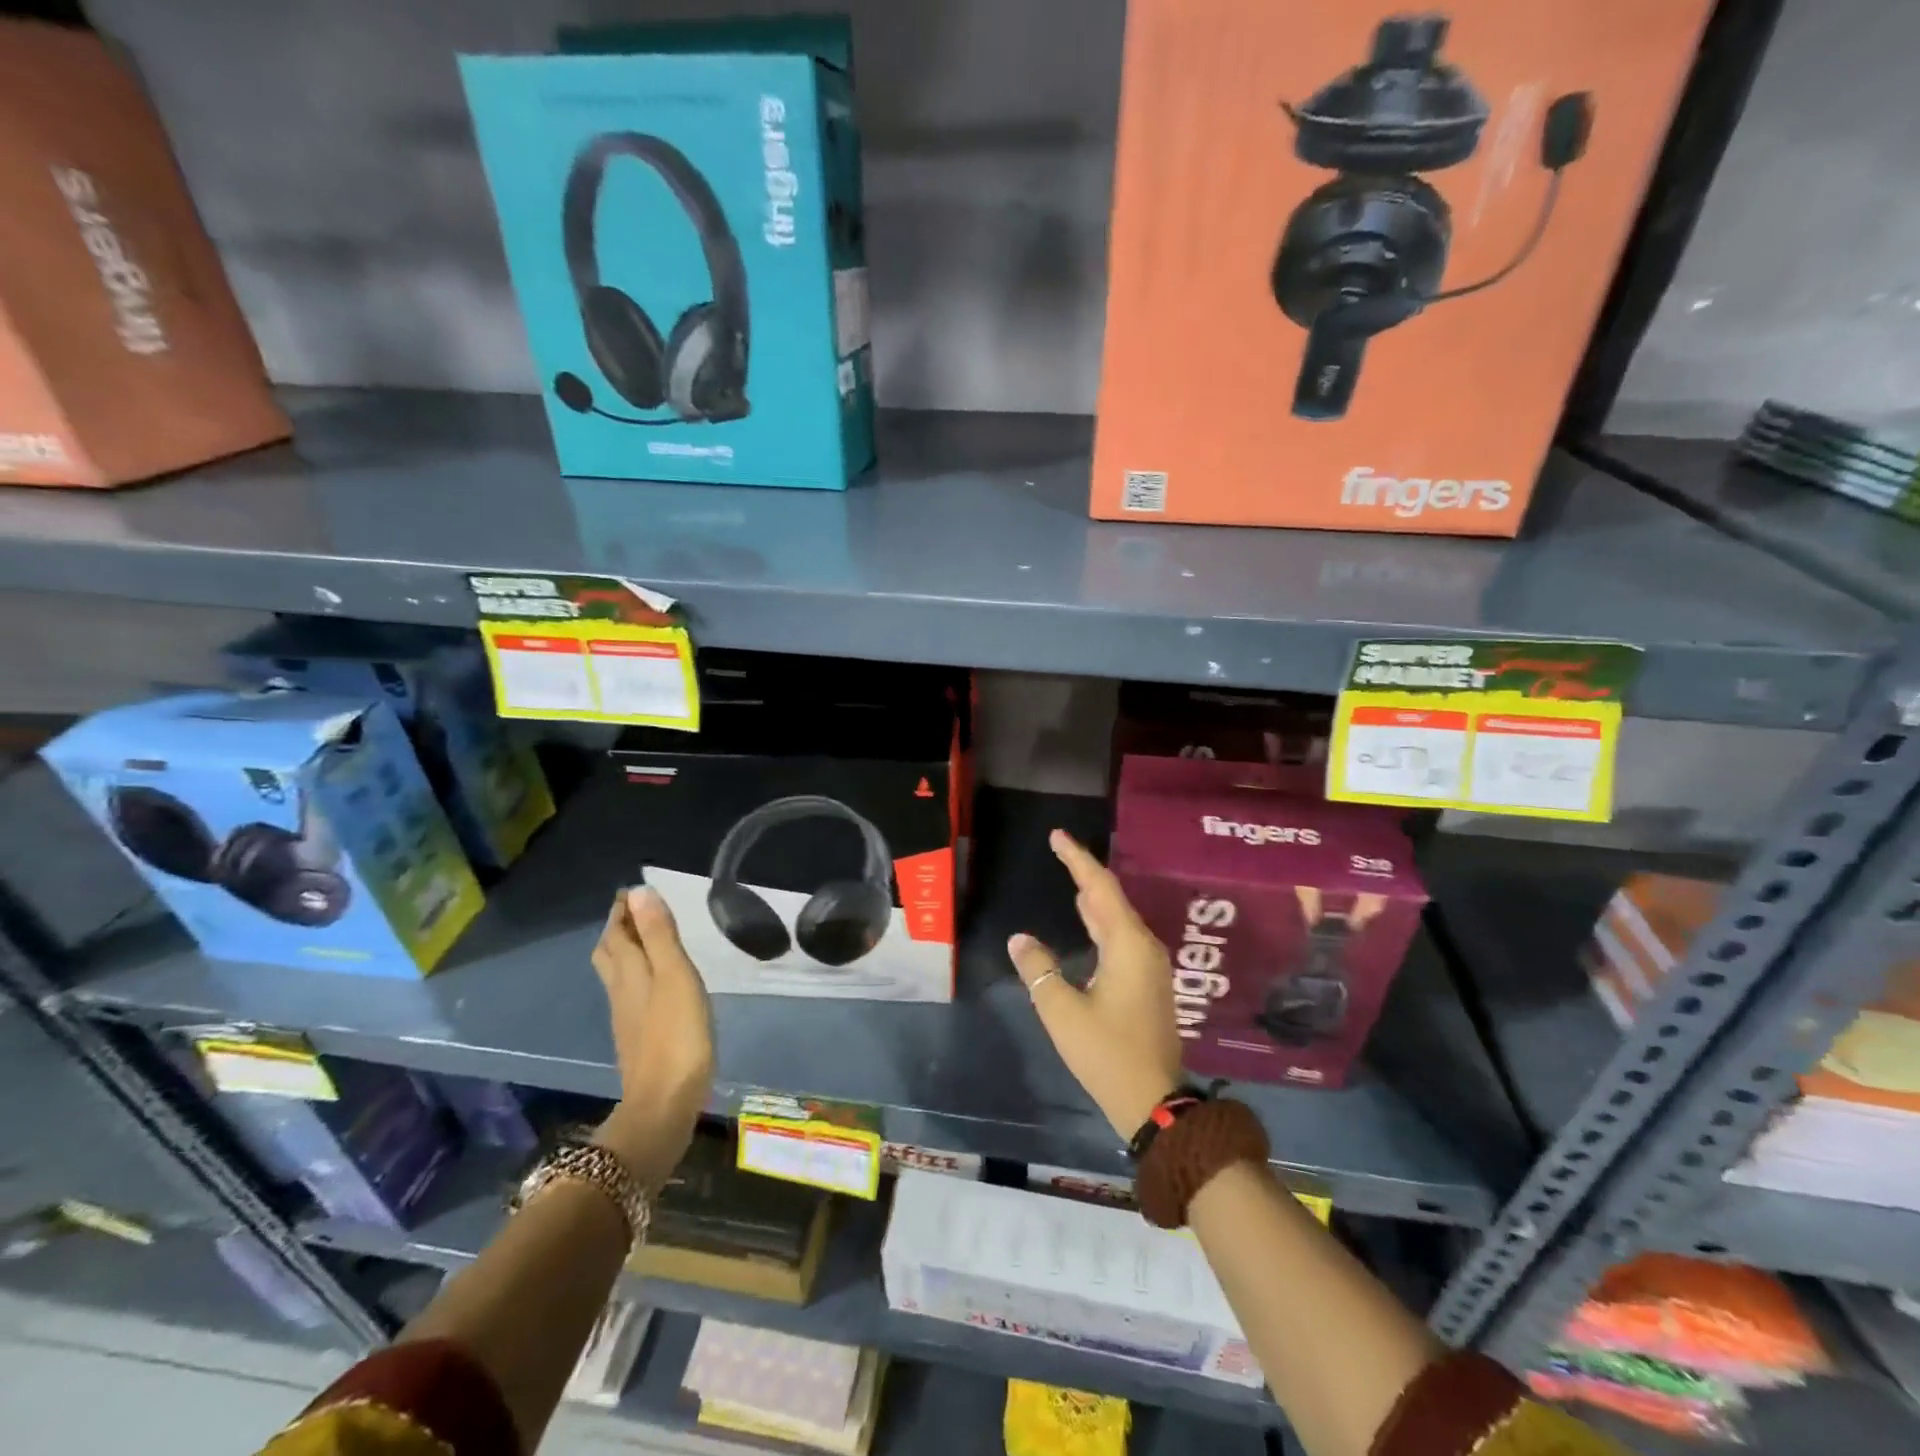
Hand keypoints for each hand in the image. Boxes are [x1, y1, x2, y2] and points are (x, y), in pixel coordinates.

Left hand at [590, 886, 714, 1185]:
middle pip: (610, 953)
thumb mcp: (675, 976)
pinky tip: (656, 983)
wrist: (664, 1103)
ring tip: (645, 939)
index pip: (617, 932)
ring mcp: (626, 1017)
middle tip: (636, 911)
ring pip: (617, 974)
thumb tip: (639, 892)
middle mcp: (621, 990)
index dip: (622, 910)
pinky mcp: (637, 1037)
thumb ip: (659, 935)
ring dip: (626, 950)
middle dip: (619, 928)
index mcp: (629, 972)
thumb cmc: (676, 1034)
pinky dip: (637, 975)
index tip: (632, 890)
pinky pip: (630, 993)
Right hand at [1009, 831, 1184, 1139]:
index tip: (1058, 836)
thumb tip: (1020, 939)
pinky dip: (1101, 923)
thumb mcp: (1062, 1010)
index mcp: (1127, 945)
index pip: (1100, 887)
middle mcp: (1143, 947)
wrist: (1154, 1101)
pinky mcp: (1147, 984)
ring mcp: (1149, 967)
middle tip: (1060, 851)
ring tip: (1071, 879)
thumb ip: (1038, 969)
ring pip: (1118, 920)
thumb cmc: (1106, 1052)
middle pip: (1111, 899)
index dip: (1077, 859)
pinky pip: (1121, 938)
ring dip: (1094, 899)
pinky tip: (1088, 922)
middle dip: (1085, 873)